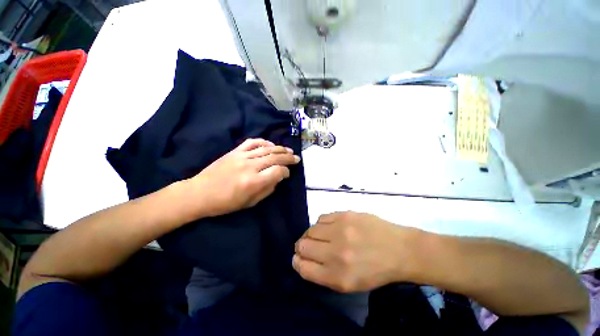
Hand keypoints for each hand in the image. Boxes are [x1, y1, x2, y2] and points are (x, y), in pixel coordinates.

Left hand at [185, 138, 299, 216]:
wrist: (199, 193)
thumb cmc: (226, 203)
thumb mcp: (250, 203)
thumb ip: (268, 189)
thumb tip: (278, 178)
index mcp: (254, 182)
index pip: (278, 171)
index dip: (286, 172)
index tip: (287, 174)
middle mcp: (250, 166)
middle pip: (275, 157)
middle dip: (288, 157)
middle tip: (296, 158)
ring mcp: (241, 156)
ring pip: (266, 149)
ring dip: (280, 148)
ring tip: (288, 150)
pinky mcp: (234, 151)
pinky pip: (252, 143)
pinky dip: (263, 142)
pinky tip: (271, 144)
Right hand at [293, 211, 417, 292]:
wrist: (399, 249)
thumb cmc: (375, 270)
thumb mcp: (349, 284)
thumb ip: (323, 273)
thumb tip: (302, 258)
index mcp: (338, 276)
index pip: (303, 267)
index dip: (298, 261)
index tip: (299, 258)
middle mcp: (336, 253)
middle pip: (303, 245)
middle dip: (302, 246)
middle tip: (310, 246)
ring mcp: (341, 230)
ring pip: (310, 229)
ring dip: (312, 234)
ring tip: (323, 236)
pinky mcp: (345, 215)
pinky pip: (321, 217)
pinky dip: (322, 224)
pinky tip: (332, 227)